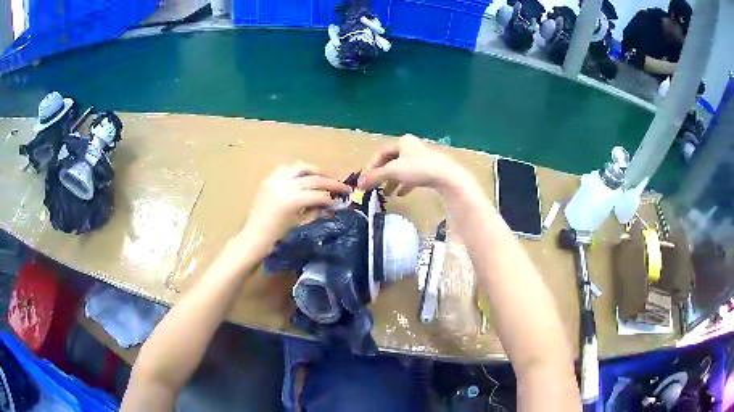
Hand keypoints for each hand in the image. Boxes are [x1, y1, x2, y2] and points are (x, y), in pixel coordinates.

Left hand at [241, 163, 350, 252]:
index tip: (344, 198)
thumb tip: (330, 204)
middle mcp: (285, 185)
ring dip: (314, 171)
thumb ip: (316, 211)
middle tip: (342, 186)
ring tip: (323, 178)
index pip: (320, 194)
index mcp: (293, 200)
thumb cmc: (277, 237)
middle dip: (330, 182)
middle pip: (313, 179)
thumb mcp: (300, 224)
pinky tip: (302, 178)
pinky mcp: (268, 180)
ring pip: (300, 167)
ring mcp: (275, 180)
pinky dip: (296, 171)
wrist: (254, 238)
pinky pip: (285, 169)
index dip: (333, 197)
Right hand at [358, 135, 471, 195]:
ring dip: (393, 181)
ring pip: (402, 170)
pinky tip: (401, 194)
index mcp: (402, 142)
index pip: (381, 152)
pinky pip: (413, 176)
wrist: (447, 176)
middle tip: (375, 187)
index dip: (371, 166)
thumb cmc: (419, 168)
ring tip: (386, 194)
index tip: (366, 180)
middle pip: (391, 161)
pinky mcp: (430, 169)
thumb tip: (358, 184)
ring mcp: (422, 158)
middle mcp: (411, 147)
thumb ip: (375, 177)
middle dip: (382, 175)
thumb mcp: (393, 171)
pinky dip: (405, 184)